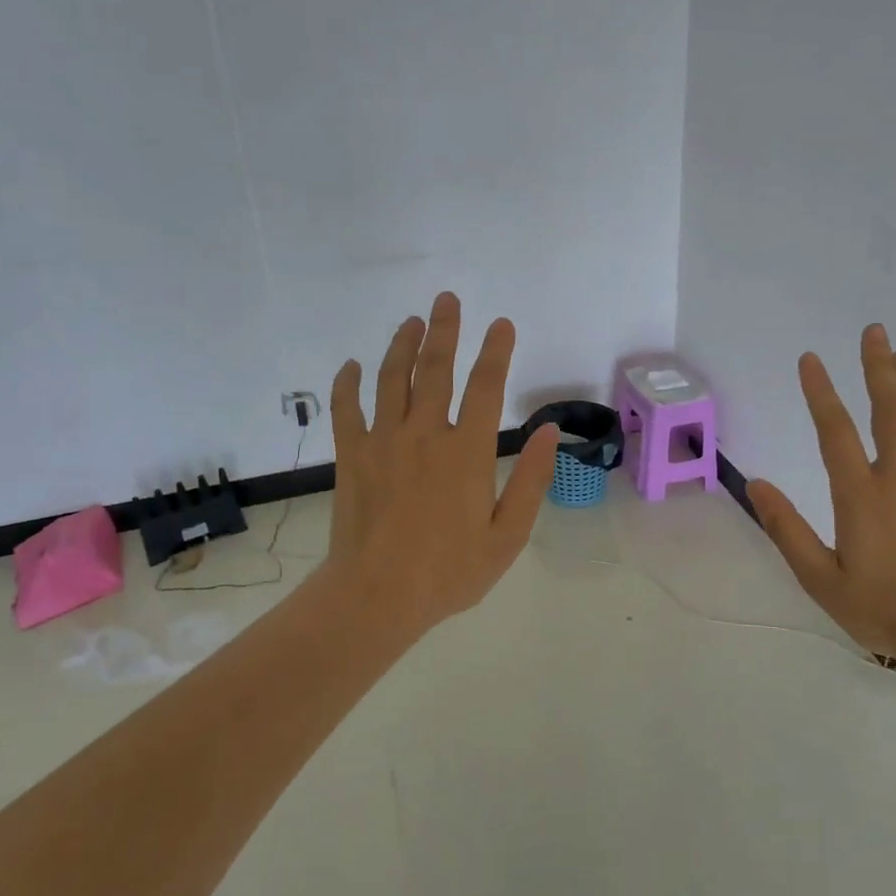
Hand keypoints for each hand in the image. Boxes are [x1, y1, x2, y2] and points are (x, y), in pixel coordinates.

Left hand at [325, 292, 559, 640]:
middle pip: (435, 369)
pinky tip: (351, 365)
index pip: (486, 387)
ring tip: (412, 320)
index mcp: (467, 452)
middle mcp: (424, 434)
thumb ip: (532, 480)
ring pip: (390, 379)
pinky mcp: (352, 457)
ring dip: (401, 345)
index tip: (502, 325)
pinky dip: (347, 383)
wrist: (376, 597)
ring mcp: (383, 442)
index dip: (496, 351)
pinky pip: (346, 409)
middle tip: (447, 299)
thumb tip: (549, 431)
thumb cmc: (449, 572)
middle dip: (445, 329)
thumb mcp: (508, 535)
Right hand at [747, 324, 895, 672]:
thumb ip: (787, 530)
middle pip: (889, 409)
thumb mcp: (822, 580)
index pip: (835, 431)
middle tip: (873, 332)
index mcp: (860, 496)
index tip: (810, 360)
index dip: (820, 392)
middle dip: (877, 366)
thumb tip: (756, 485)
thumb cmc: (887, 610)